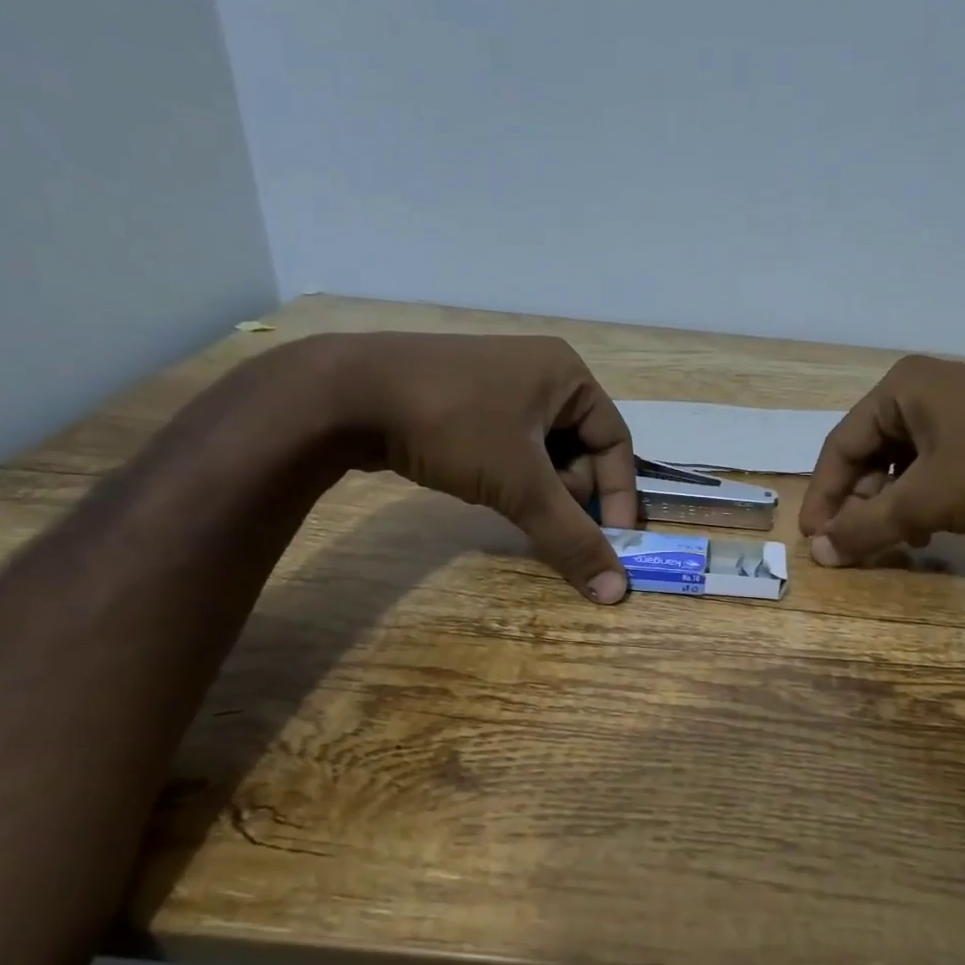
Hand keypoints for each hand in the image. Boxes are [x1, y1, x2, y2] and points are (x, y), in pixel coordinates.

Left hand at [321, 333, 638, 601]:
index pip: (616, 442)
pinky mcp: (465, 400)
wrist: (344, 395)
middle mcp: (540, 372)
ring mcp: (499, 383)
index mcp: (568, 375)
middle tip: (540, 515)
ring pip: (543, 452)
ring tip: (507, 501)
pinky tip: (484, 487)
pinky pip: (510, 447)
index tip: (612, 542)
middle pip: (580, 449)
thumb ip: (571, 537)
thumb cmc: (453, 425)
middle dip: (567, 492)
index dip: (620, 495)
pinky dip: (508, 475)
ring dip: (536, 487)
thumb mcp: (521, 485)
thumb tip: (616, 592)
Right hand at [799, 354, 964, 564]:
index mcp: (898, 388)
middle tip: (864, 542)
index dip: (824, 496)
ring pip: (904, 461)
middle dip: (866, 502)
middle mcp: (923, 387)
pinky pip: (936, 461)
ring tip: (906, 538)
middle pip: (871, 453)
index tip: (814, 539)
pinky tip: (941, 523)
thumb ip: (866, 527)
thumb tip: (818, 555)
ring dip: (897, 504)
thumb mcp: (924, 501)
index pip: (840, 446)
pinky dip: (928, 494)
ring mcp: (958, 403)